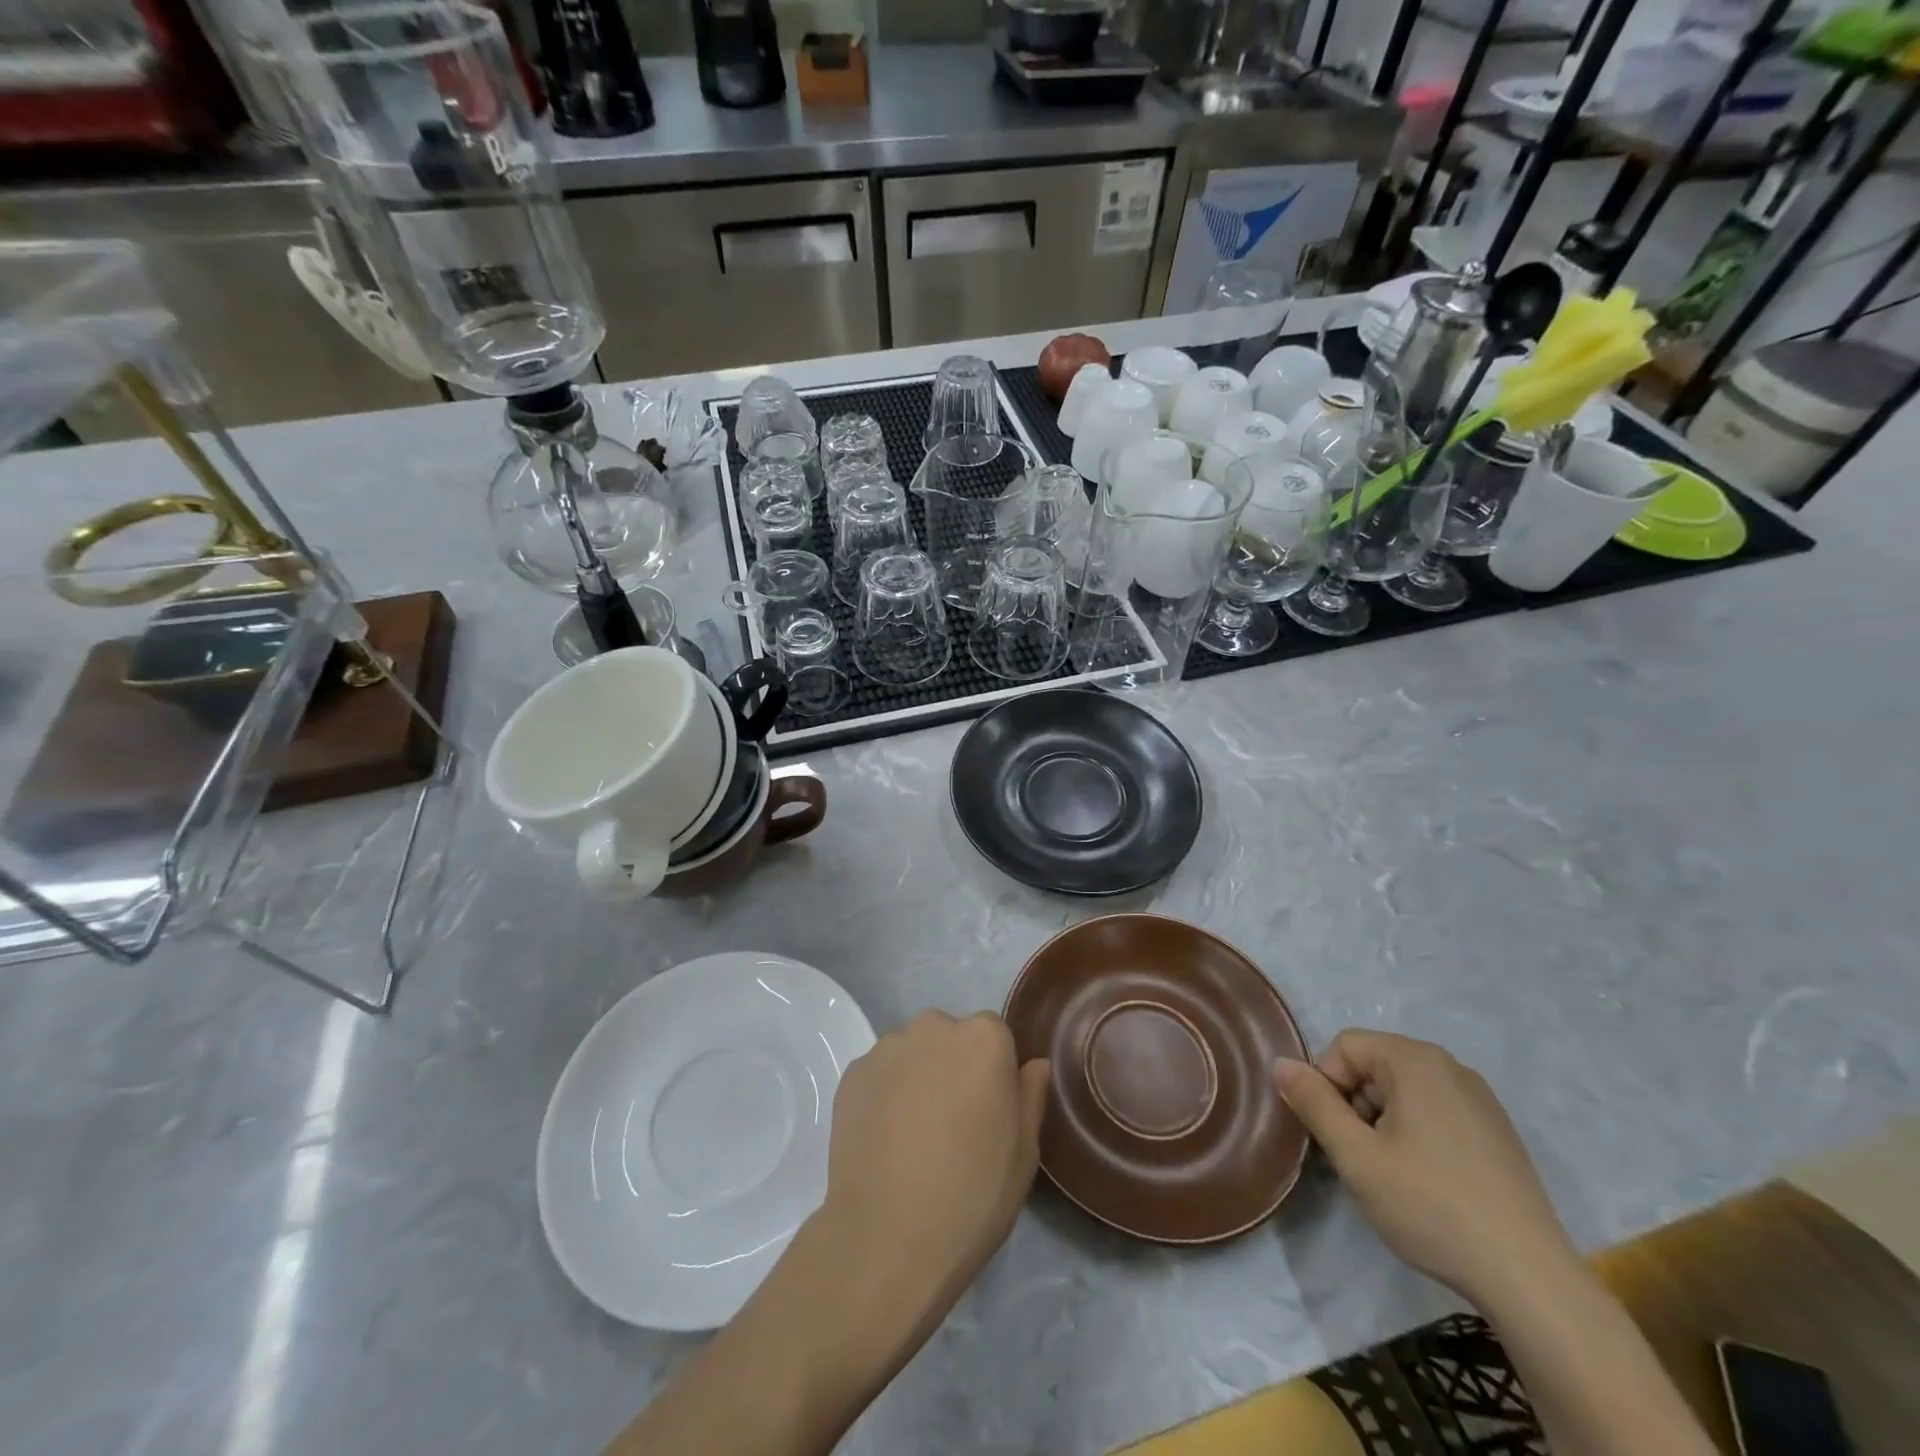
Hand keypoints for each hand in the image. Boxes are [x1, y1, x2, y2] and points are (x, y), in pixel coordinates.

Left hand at [815, 1010, 1049, 1346]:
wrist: (885, 1239)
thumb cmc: (971, 1196)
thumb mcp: (1023, 1154)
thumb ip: (1030, 1095)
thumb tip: (1033, 1064)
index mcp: (983, 1038)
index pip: (996, 1036)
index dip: (994, 1073)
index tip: (988, 1113)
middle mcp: (933, 1027)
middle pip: (950, 1038)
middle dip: (954, 1068)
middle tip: (952, 1125)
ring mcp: (886, 1048)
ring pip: (912, 1054)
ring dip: (918, 1079)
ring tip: (914, 1137)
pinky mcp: (852, 1074)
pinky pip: (880, 1075)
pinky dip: (884, 1096)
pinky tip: (885, 1142)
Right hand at [1275, 1030, 1578, 1305]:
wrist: (1531, 1280)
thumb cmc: (1431, 1206)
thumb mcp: (1356, 1156)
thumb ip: (1313, 1103)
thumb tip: (1281, 1064)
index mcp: (1416, 1061)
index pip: (1345, 1047)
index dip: (1325, 1083)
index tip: (1331, 1133)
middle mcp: (1451, 1067)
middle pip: (1375, 1065)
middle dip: (1354, 1103)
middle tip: (1356, 1156)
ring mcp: (1481, 1101)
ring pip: (1404, 1091)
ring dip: (1382, 1121)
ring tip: (1389, 1174)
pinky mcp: (1497, 1134)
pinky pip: (1436, 1112)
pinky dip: (1415, 1134)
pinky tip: (1425, 1182)